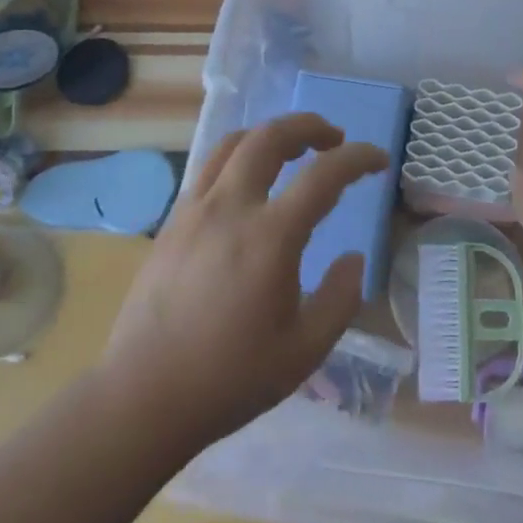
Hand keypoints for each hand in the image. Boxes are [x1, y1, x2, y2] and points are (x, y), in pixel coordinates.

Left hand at [97, 114, 386, 452]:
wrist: (142, 397)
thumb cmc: (230, 378)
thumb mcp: (305, 349)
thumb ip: (341, 298)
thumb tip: (353, 258)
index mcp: (270, 236)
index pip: (324, 174)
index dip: (359, 158)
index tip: (379, 161)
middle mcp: (231, 208)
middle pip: (270, 137)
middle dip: (309, 126)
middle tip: (333, 140)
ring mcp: (194, 210)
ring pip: (234, 144)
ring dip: (269, 136)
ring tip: (291, 151)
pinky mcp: (171, 223)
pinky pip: (209, 170)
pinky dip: (239, 160)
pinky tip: (248, 188)